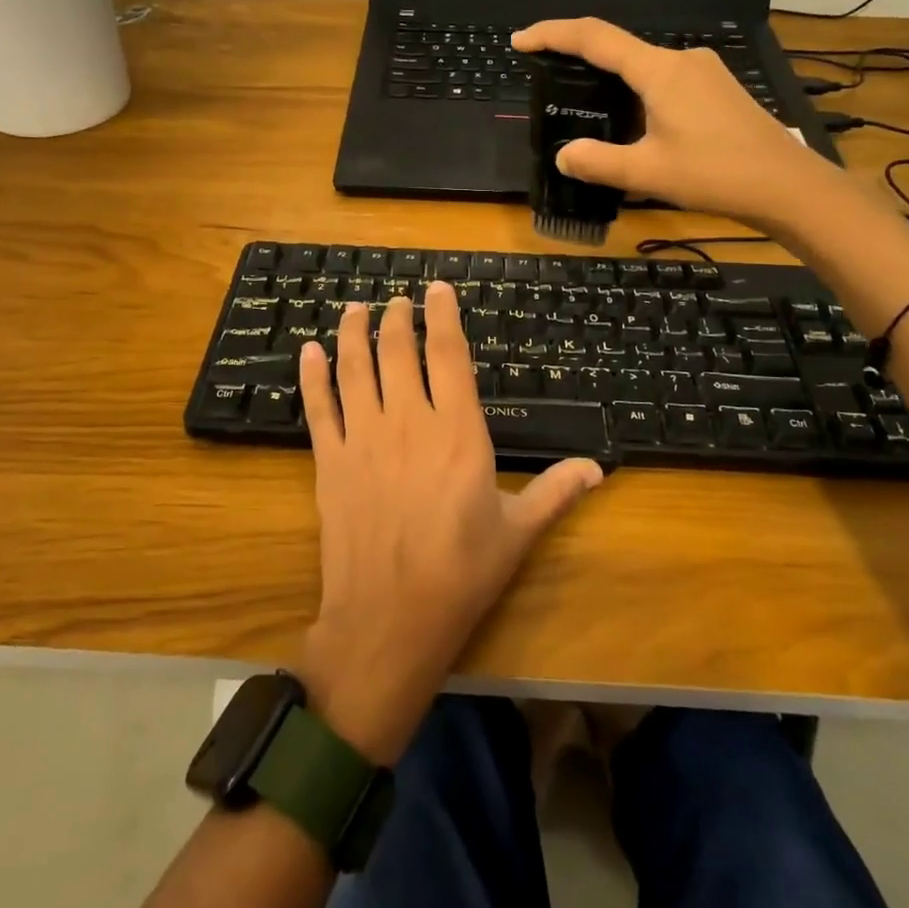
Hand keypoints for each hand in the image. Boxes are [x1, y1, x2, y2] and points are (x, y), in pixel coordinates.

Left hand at [295, 286, 603, 763]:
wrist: (389, 619)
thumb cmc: (461, 574)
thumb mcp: (518, 532)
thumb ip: (556, 492)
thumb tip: (599, 468)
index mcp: (458, 432)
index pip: (449, 354)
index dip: (444, 315)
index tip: (439, 289)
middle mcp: (409, 421)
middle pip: (399, 351)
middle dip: (397, 317)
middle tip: (397, 299)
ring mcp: (364, 438)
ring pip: (355, 368)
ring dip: (354, 333)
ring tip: (355, 308)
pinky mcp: (329, 461)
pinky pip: (318, 406)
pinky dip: (312, 375)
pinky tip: (309, 351)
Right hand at [511, 17, 842, 232]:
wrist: (787, 185)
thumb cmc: (716, 174)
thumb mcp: (648, 172)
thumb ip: (599, 162)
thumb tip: (564, 156)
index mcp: (660, 71)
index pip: (595, 38)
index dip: (553, 35)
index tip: (521, 40)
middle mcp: (681, 60)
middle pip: (618, 48)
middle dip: (579, 58)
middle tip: (547, 77)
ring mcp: (704, 72)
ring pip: (643, 66)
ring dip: (610, 80)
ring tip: (586, 108)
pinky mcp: (717, 88)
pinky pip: (663, 79)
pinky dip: (636, 91)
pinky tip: (632, 122)